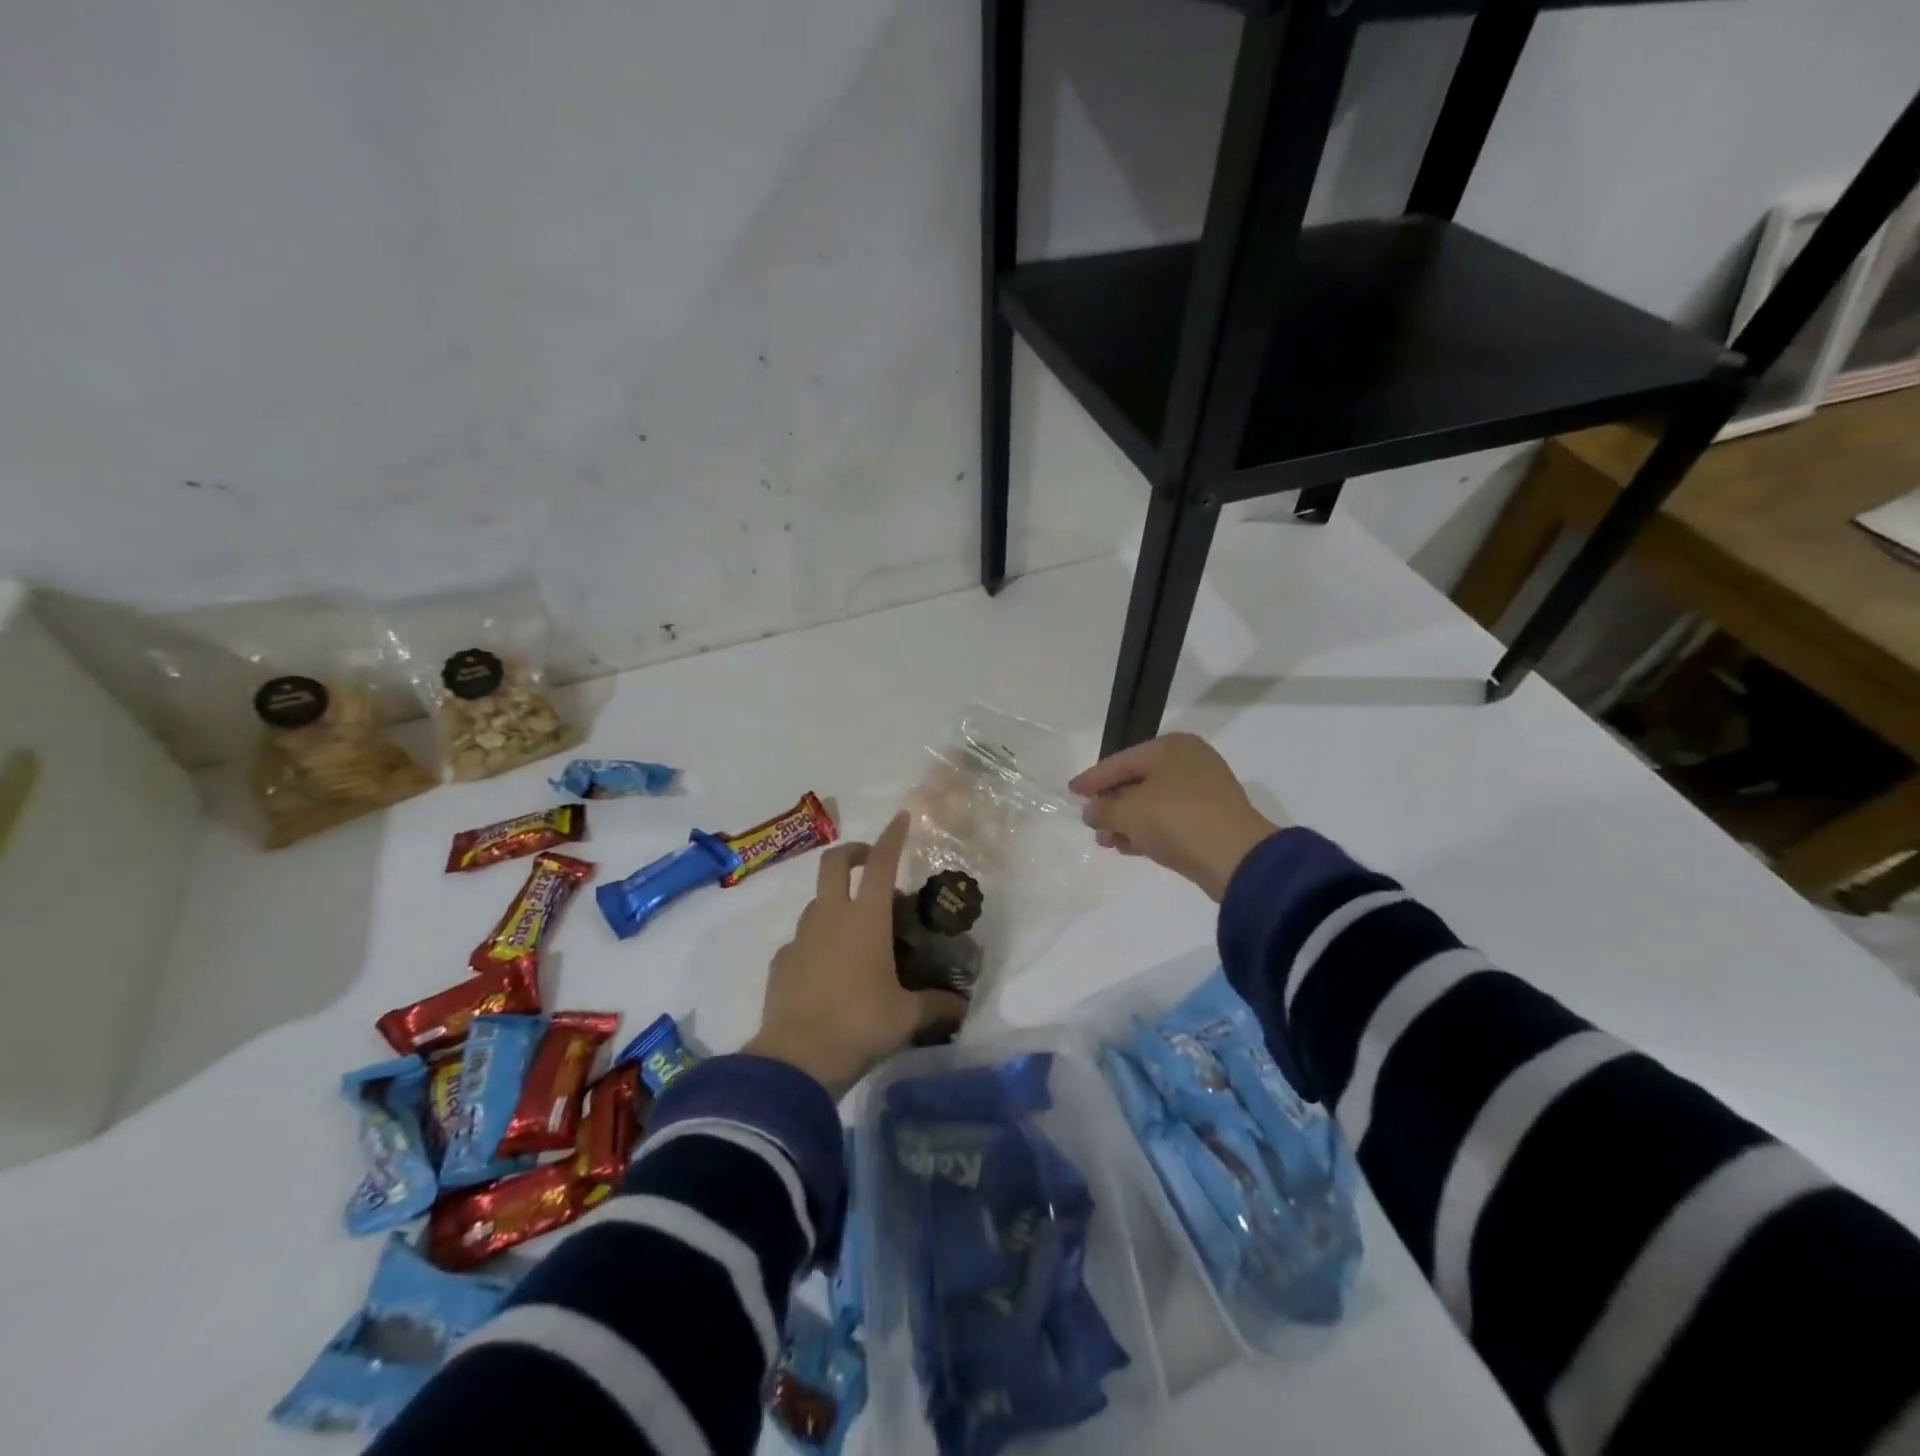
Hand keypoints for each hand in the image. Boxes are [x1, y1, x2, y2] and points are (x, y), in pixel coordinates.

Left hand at [745, 811, 968, 1098]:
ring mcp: (801, 936)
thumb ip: (936, 1005)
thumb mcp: (906, 1017)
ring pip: (817, 900)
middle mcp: (831, 916)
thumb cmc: (859, 1026)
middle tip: (871, 863)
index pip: (883, 863)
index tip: (902, 818)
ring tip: (857, 930)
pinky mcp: (781, 961)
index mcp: (866, 919)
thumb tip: (962, 1006)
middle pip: (835, 862)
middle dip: (854, 852)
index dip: (893, 837)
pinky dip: (817, 941)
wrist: (796, 1060)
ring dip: (837, 901)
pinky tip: (828, 969)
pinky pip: (802, 938)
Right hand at [1068, 732, 1281, 901]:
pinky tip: (1128, 847)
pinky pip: (1169, 820)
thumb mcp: (1128, 812)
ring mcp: (1204, 791)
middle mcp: (1190, 762)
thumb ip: (1102, 809)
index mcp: (1172, 747)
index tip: (1071, 791)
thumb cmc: (1176, 820)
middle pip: (1137, 781)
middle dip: (1111, 803)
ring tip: (1105, 840)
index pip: (1121, 761)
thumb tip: (1091, 812)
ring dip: (1127, 821)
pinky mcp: (1211, 819)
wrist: (1236, 858)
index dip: (1093, 778)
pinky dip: (1147, 831)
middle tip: (1089, 820)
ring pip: (1153, 803)